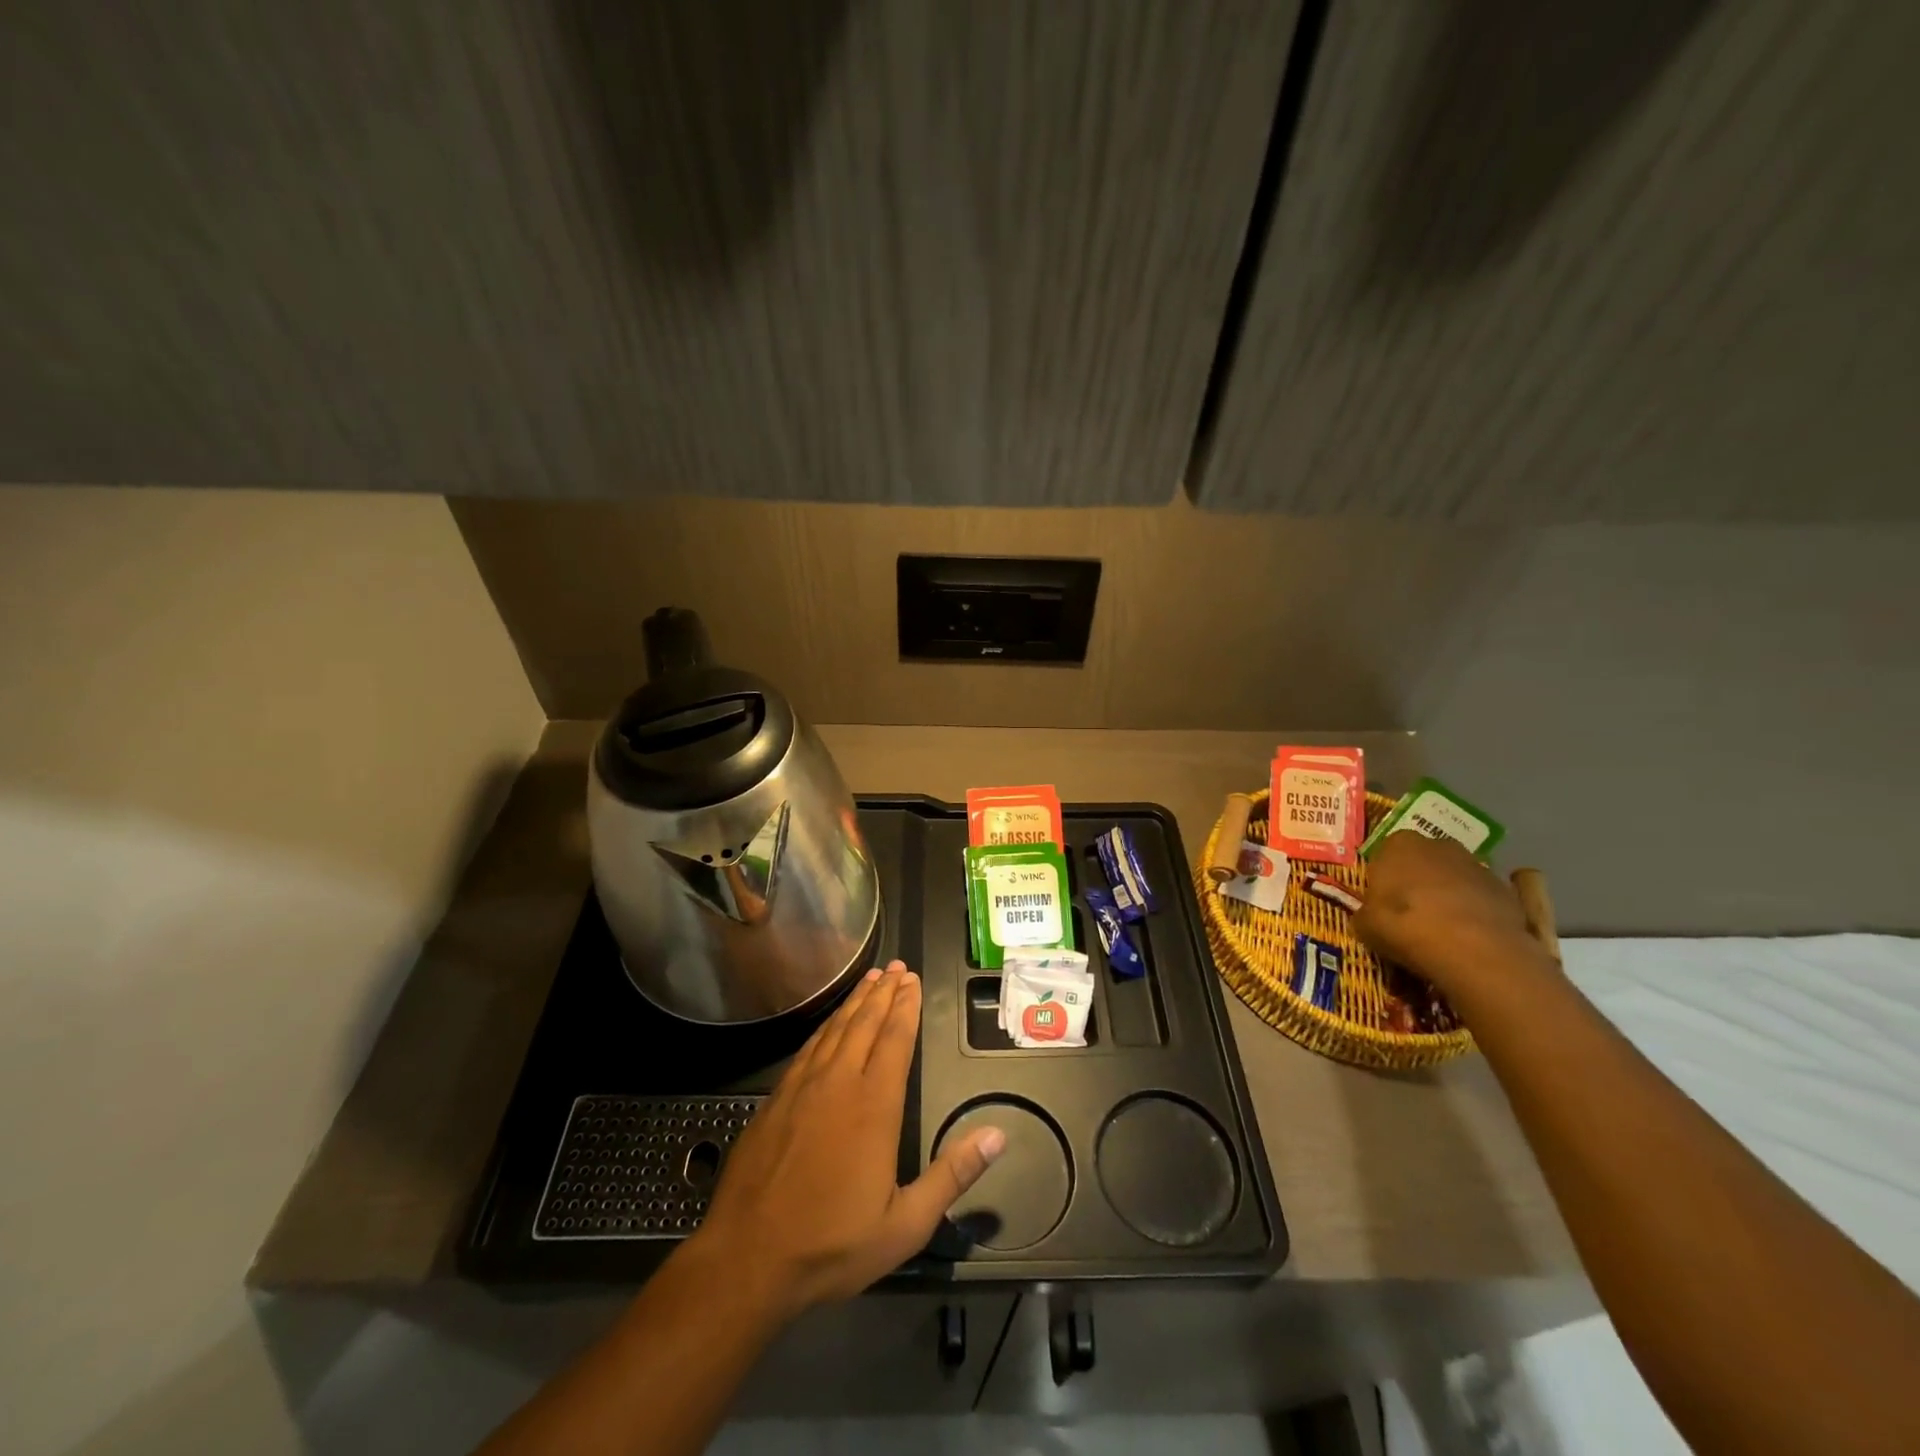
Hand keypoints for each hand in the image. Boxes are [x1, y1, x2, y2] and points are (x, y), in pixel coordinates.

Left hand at [685, 961, 1004, 1321]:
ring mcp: (801, 1088)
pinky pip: (807, 1049)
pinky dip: (824, 1027)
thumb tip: (998, 1135)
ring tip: (870, 979)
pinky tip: (829, 1024)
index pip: (894, 1040)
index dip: (906, 1007)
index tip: (913, 980)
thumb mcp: (906, 1224)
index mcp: (873, 1105)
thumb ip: (952, 1176)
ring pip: (834, 1030)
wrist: (747, 1259)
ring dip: (854, 1002)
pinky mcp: (775, 1100)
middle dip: (883, 993)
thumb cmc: (832, 1244)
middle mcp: (838, 1083)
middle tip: (896, 967)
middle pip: (864, 1024)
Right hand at [1355, 832, 1550, 1000]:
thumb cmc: (1404, 926)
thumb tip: (1370, 918)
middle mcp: (1438, 845)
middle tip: (1411, 914)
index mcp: (1398, 844)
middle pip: (1424, 861)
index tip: (1383, 903)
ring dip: (1449, 896)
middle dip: (1418, 881)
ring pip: (1455, 878)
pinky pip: (1481, 899)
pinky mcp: (1507, 890)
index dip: (1384, 879)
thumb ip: (1366, 914)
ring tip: (1443, 931)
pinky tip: (1469, 939)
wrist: (1472, 949)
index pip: (1385, 854)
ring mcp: (1477, 865)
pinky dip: (1475, 912)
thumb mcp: (1366, 925)